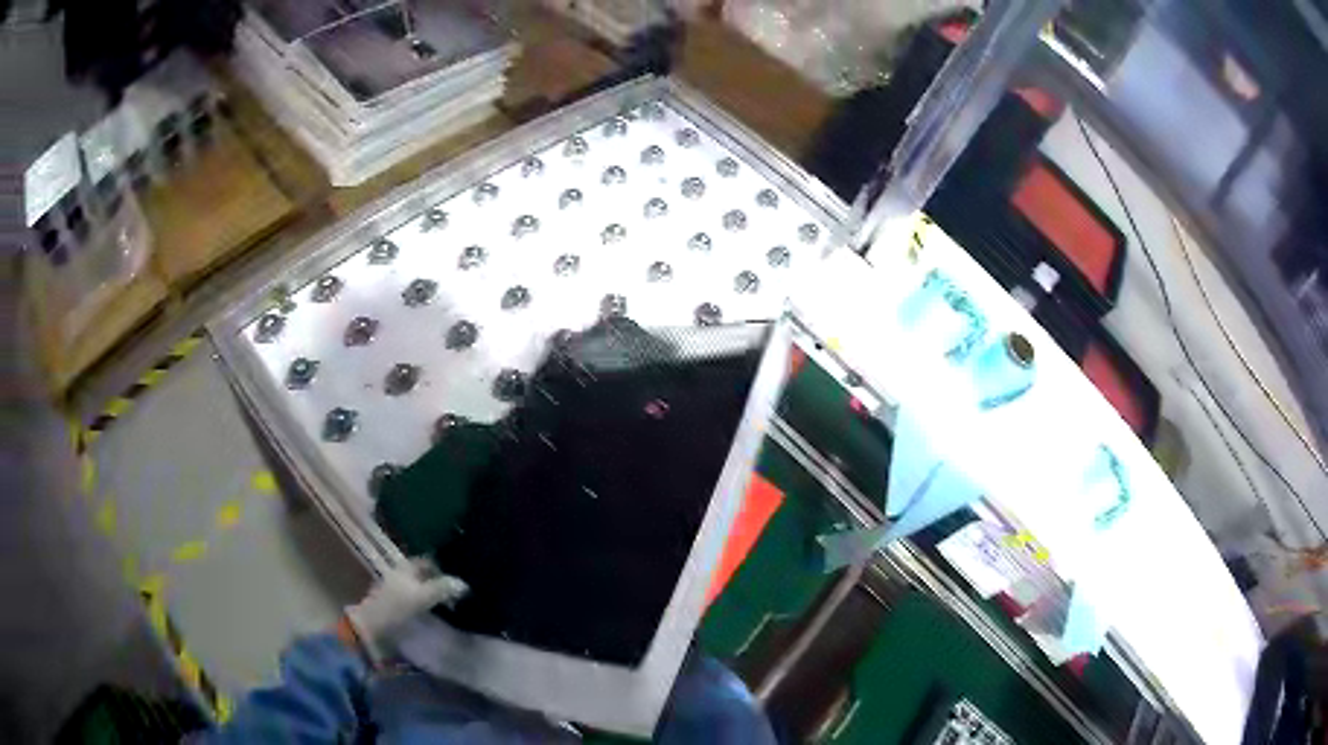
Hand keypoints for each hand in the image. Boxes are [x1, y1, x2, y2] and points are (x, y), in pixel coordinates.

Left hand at [344, 559, 466, 659]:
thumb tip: (464, 584)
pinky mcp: (396, 603)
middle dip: (441, 581)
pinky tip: (436, 612)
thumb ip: (441, 589)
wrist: (371, 627)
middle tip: (459, 593)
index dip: (444, 567)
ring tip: (452, 604)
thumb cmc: (394, 608)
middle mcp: (401, 573)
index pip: (429, 560)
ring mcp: (397, 589)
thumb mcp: (420, 597)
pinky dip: (428, 602)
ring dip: (435, 593)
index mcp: (405, 567)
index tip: (460, 579)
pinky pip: (417, 597)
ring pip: (421, 586)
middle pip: (425, 573)